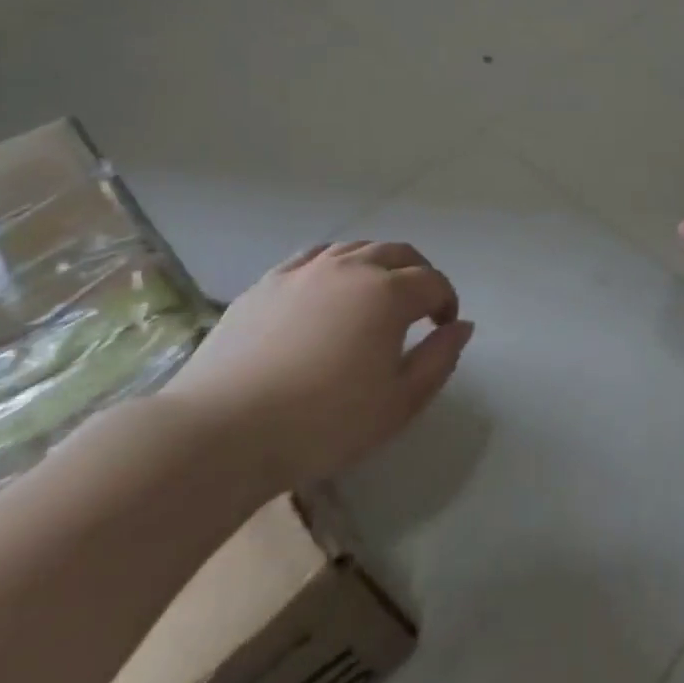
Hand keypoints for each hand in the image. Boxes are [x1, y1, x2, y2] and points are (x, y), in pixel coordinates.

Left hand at [162, 241, 472, 495]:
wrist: (222, 433)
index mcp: (388, 294)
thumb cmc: (325, 422)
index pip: (433, 282)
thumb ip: (440, 359)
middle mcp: (350, 269)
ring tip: (376, 296)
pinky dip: (334, 266)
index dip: (447, 301)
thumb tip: (461, 326)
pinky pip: (312, 258)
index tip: (443, 328)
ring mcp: (303, 273)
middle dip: (419, 273)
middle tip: (420, 306)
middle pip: (397, 253)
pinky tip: (328, 291)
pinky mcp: (265, 285)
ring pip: (354, 249)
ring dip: (378, 265)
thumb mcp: (401, 402)